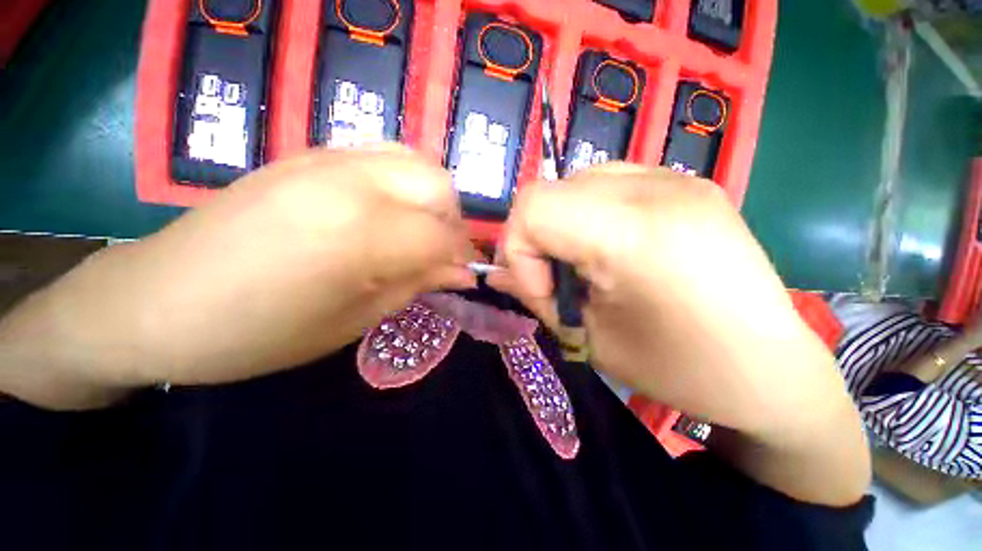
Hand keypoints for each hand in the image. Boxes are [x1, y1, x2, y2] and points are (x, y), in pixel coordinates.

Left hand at [0, 145, 476, 404]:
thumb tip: (460, 272)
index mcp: (358, 233)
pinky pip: (384, 156)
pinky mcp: (309, 155)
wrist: (155, 300)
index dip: (461, 257)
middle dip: (453, 222)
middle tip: (442, 253)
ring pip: (416, 161)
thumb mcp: (353, 320)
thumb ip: (415, 284)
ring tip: (420, 231)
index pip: (441, 236)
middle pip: (438, 185)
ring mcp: (327, 159)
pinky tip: (389, 211)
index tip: (464, 276)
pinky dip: (405, 183)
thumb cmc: (257, 333)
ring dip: (432, 199)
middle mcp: (350, 181)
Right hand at [490, 164, 868, 503]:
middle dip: (537, 239)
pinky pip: (608, 184)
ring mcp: (676, 178)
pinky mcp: (686, 182)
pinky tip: (614, 248)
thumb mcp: (590, 339)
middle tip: (558, 279)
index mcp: (634, 233)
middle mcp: (656, 188)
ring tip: (587, 264)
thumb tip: (498, 272)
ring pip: (575, 183)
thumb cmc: (681, 368)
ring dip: (562, 225)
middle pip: (549, 191)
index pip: (533, 206)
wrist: (772, 368)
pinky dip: (589, 214)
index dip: (519, 249)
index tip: (541, 288)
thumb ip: (535, 296)